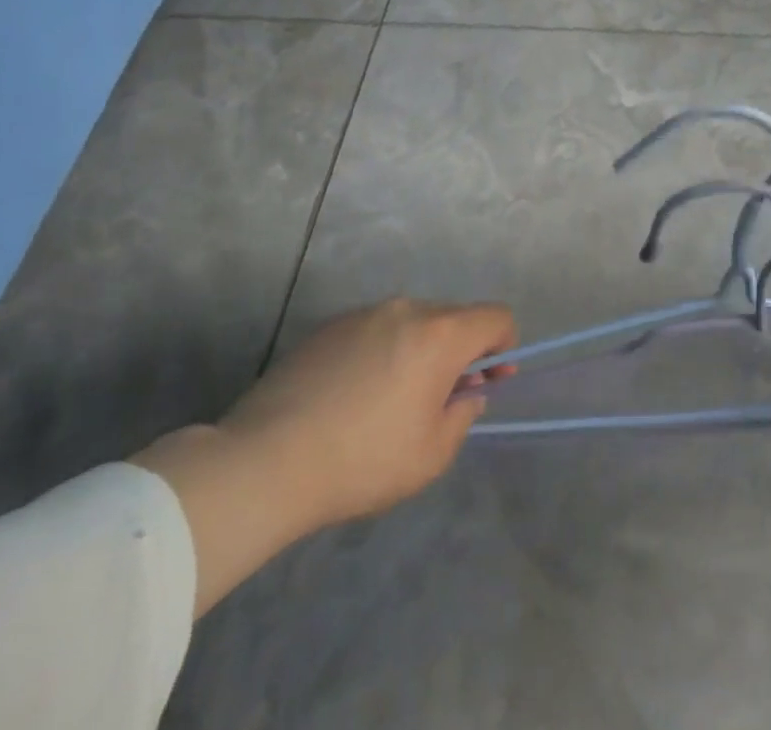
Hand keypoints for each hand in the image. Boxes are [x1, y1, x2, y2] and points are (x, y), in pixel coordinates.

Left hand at [132, 298, 514, 614]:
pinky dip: (382, 351)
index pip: (496, 316)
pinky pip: (375, 329)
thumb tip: (465, 393)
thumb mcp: (431, 455)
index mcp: (440, 334)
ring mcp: (364, 313)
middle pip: (454, 317)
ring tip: (389, 401)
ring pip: (412, 322)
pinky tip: (352, 395)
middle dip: (460, 351)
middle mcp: (406, 308)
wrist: (266, 460)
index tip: (488, 380)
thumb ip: (462, 414)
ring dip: (419, 350)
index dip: (504, 345)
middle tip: (439, 400)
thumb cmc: (362, 461)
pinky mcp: (329, 325)